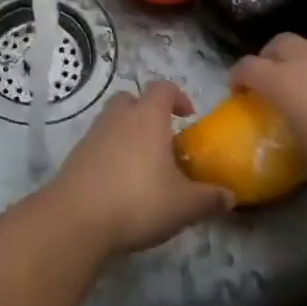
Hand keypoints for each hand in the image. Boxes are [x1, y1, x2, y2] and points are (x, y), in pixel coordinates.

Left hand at [49, 82, 233, 253]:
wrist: (77, 217)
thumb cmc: (139, 200)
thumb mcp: (185, 205)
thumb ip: (210, 198)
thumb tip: (230, 196)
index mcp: (147, 116)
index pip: (163, 88)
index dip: (178, 96)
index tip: (188, 115)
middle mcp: (119, 116)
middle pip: (133, 99)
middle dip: (148, 113)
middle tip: (164, 140)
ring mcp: (93, 134)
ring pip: (113, 121)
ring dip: (128, 135)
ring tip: (144, 166)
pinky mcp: (76, 155)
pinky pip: (99, 144)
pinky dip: (111, 154)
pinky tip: (121, 183)